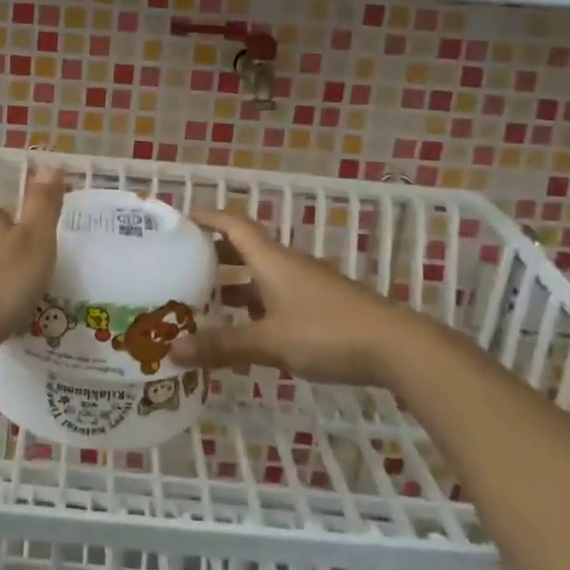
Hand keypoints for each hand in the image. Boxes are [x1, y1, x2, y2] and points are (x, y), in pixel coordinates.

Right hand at [169, 209, 405, 385]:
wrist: (396, 348)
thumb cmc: (327, 333)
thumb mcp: (269, 342)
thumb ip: (223, 346)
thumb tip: (172, 351)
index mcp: (272, 260)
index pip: (233, 225)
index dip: (207, 218)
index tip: (180, 221)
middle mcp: (287, 265)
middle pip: (245, 250)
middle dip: (214, 256)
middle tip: (182, 269)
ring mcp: (307, 286)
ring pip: (261, 278)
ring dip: (234, 287)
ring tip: (205, 304)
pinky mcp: (321, 308)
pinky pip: (277, 299)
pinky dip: (255, 309)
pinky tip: (245, 334)